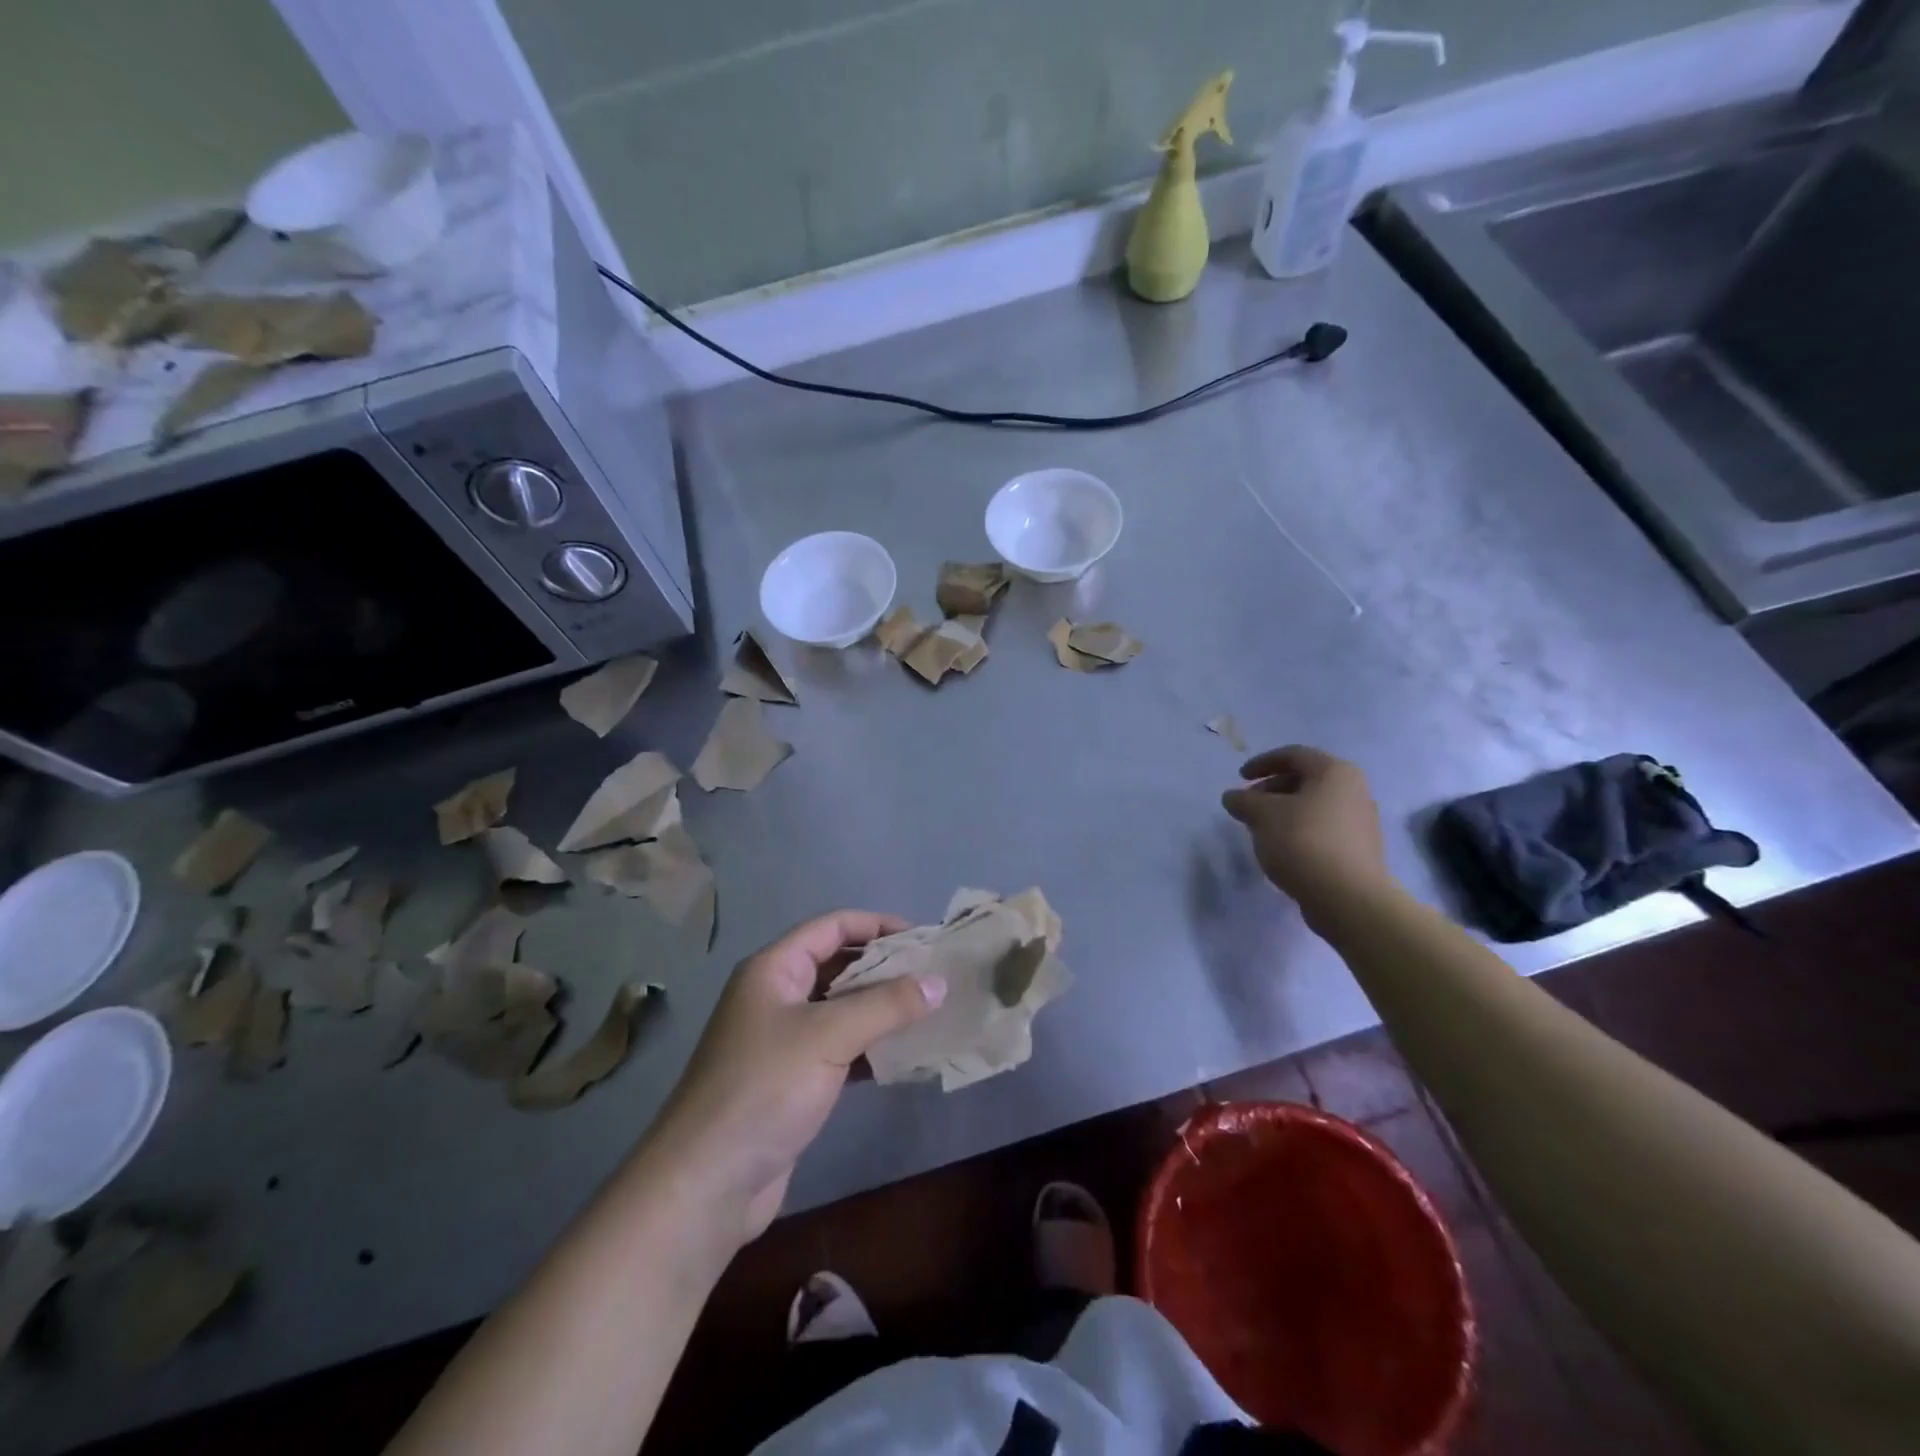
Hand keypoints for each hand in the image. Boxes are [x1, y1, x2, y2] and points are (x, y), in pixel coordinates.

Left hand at [647, 911, 943, 1243]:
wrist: (707, 1183)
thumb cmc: (765, 1088)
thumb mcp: (829, 1036)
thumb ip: (887, 1005)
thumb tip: (939, 982)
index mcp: (774, 970)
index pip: (832, 926)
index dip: (876, 925)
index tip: (922, 938)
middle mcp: (777, 996)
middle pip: (838, 965)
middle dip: (884, 967)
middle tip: (933, 975)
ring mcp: (783, 1040)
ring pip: (841, 1009)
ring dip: (881, 1008)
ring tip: (929, 1011)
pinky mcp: (792, 1080)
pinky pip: (840, 1048)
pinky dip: (871, 1047)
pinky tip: (906, 1055)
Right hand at [1222, 746, 1390, 919]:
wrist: (1348, 898)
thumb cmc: (1303, 842)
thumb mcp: (1262, 815)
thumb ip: (1243, 801)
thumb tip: (1233, 797)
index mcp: (1335, 772)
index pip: (1294, 755)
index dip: (1262, 763)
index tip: (1240, 778)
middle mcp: (1354, 791)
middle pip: (1305, 780)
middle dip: (1271, 790)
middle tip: (1248, 807)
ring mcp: (1361, 822)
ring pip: (1313, 806)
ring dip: (1283, 812)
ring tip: (1260, 830)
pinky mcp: (1359, 850)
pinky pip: (1322, 829)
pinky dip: (1298, 831)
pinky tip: (1282, 850)